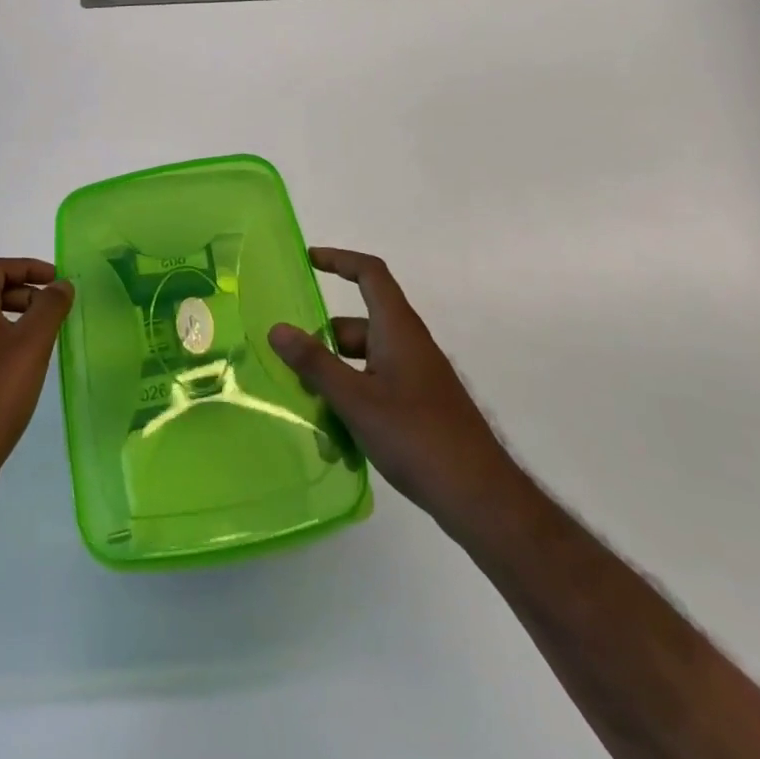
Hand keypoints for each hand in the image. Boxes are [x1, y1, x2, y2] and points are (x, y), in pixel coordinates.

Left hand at [0, 259, 74, 509]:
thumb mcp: (31, 344)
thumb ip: (49, 308)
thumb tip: (61, 284)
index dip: (26, 266)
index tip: (56, 280)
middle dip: (25, 291)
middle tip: (54, 308)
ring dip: (18, 319)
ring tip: (47, 338)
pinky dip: (9, 346)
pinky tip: (28, 371)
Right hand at [270, 247, 512, 527]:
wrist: (481, 498)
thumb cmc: (417, 437)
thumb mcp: (356, 400)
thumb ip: (315, 364)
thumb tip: (278, 329)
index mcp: (397, 329)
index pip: (370, 273)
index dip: (339, 260)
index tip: (308, 261)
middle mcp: (409, 344)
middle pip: (357, 323)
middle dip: (323, 341)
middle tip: (292, 367)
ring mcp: (417, 376)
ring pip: (364, 360)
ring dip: (336, 377)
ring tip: (310, 409)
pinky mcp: (420, 406)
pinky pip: (377, 386)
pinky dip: (354, 400)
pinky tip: (338, 438)